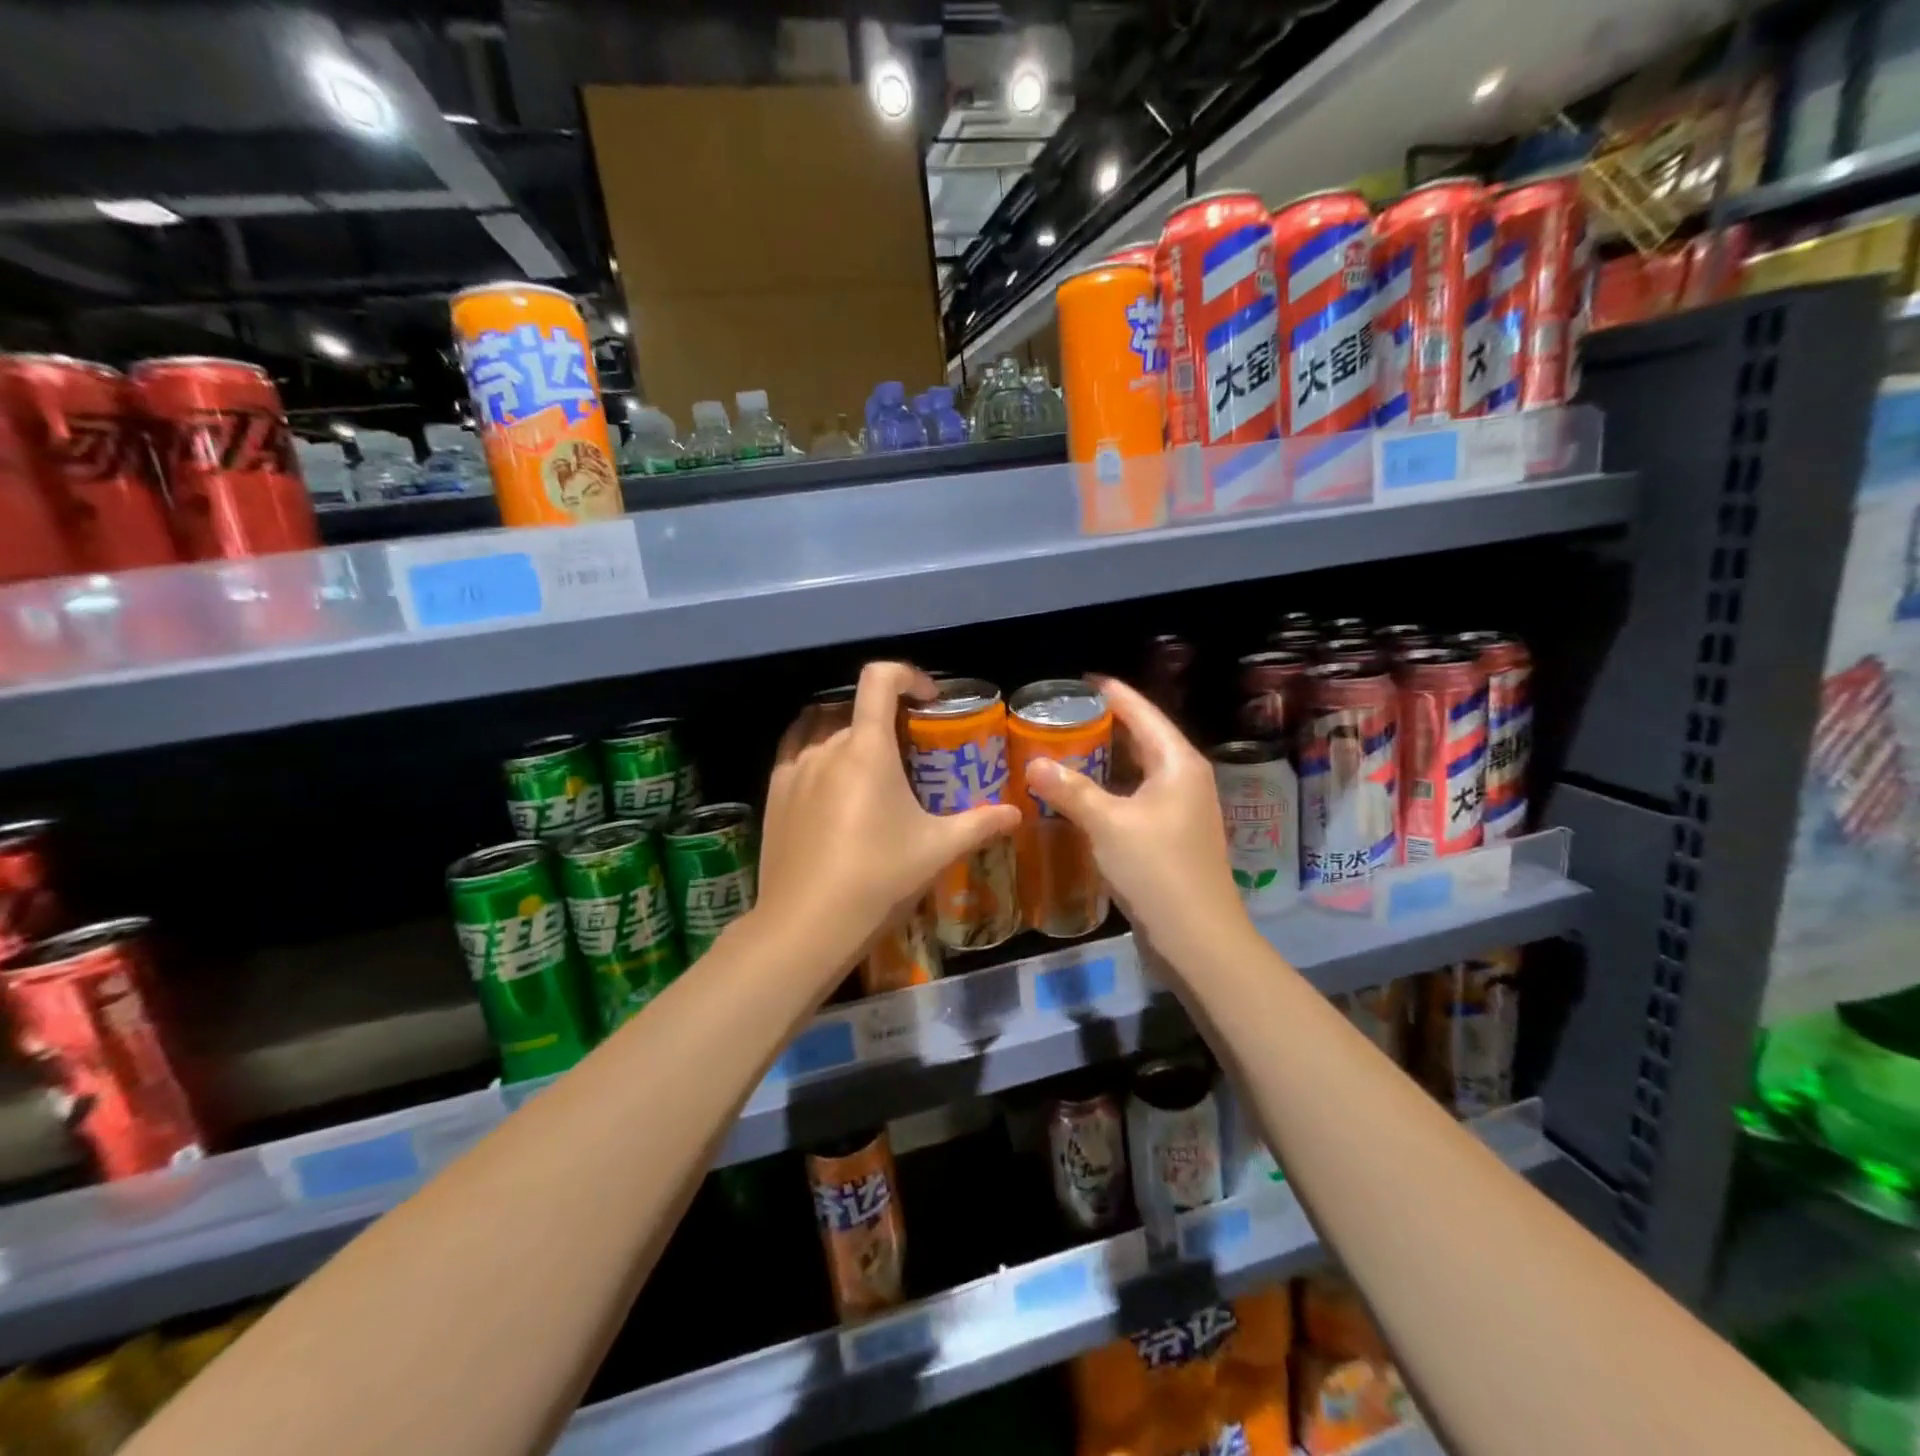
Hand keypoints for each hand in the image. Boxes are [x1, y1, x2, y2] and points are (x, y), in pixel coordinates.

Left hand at [756, 662, 1019, 966]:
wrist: (805, 927)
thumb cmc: (878, 878)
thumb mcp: (937, 850)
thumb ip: (980, 824)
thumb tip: (1016, 813)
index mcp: (865, 748)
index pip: (880, 679)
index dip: (908, 675)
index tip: (930, 700)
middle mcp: (825, 747)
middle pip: (856, 709)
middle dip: (887, 719)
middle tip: (910, 751)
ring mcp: (793, 769)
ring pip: (823, 728)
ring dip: (850, 732)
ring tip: (871, 765)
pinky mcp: (773, 795)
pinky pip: (797, 752)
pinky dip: (819, 750)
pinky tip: (833, 785)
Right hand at [1025, 676, 1247, 961]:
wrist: (1197, 938)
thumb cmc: (1157, 869)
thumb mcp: (1108, 824)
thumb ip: (1070, 790)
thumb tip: (1033, 762)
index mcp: (1178, 763)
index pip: (1143, 713)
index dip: (1113, 694)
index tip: (1082, 679)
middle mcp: (1184, 779)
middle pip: (1143, 739)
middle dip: (1106, 725)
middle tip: (1063, 714)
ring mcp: (1180, 810)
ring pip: (1138, 771)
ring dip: (1105, 760)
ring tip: (1066, 746)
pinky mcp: (1170, 836)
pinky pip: (1135, 797)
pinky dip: (1109, 789)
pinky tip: (1081, 794)